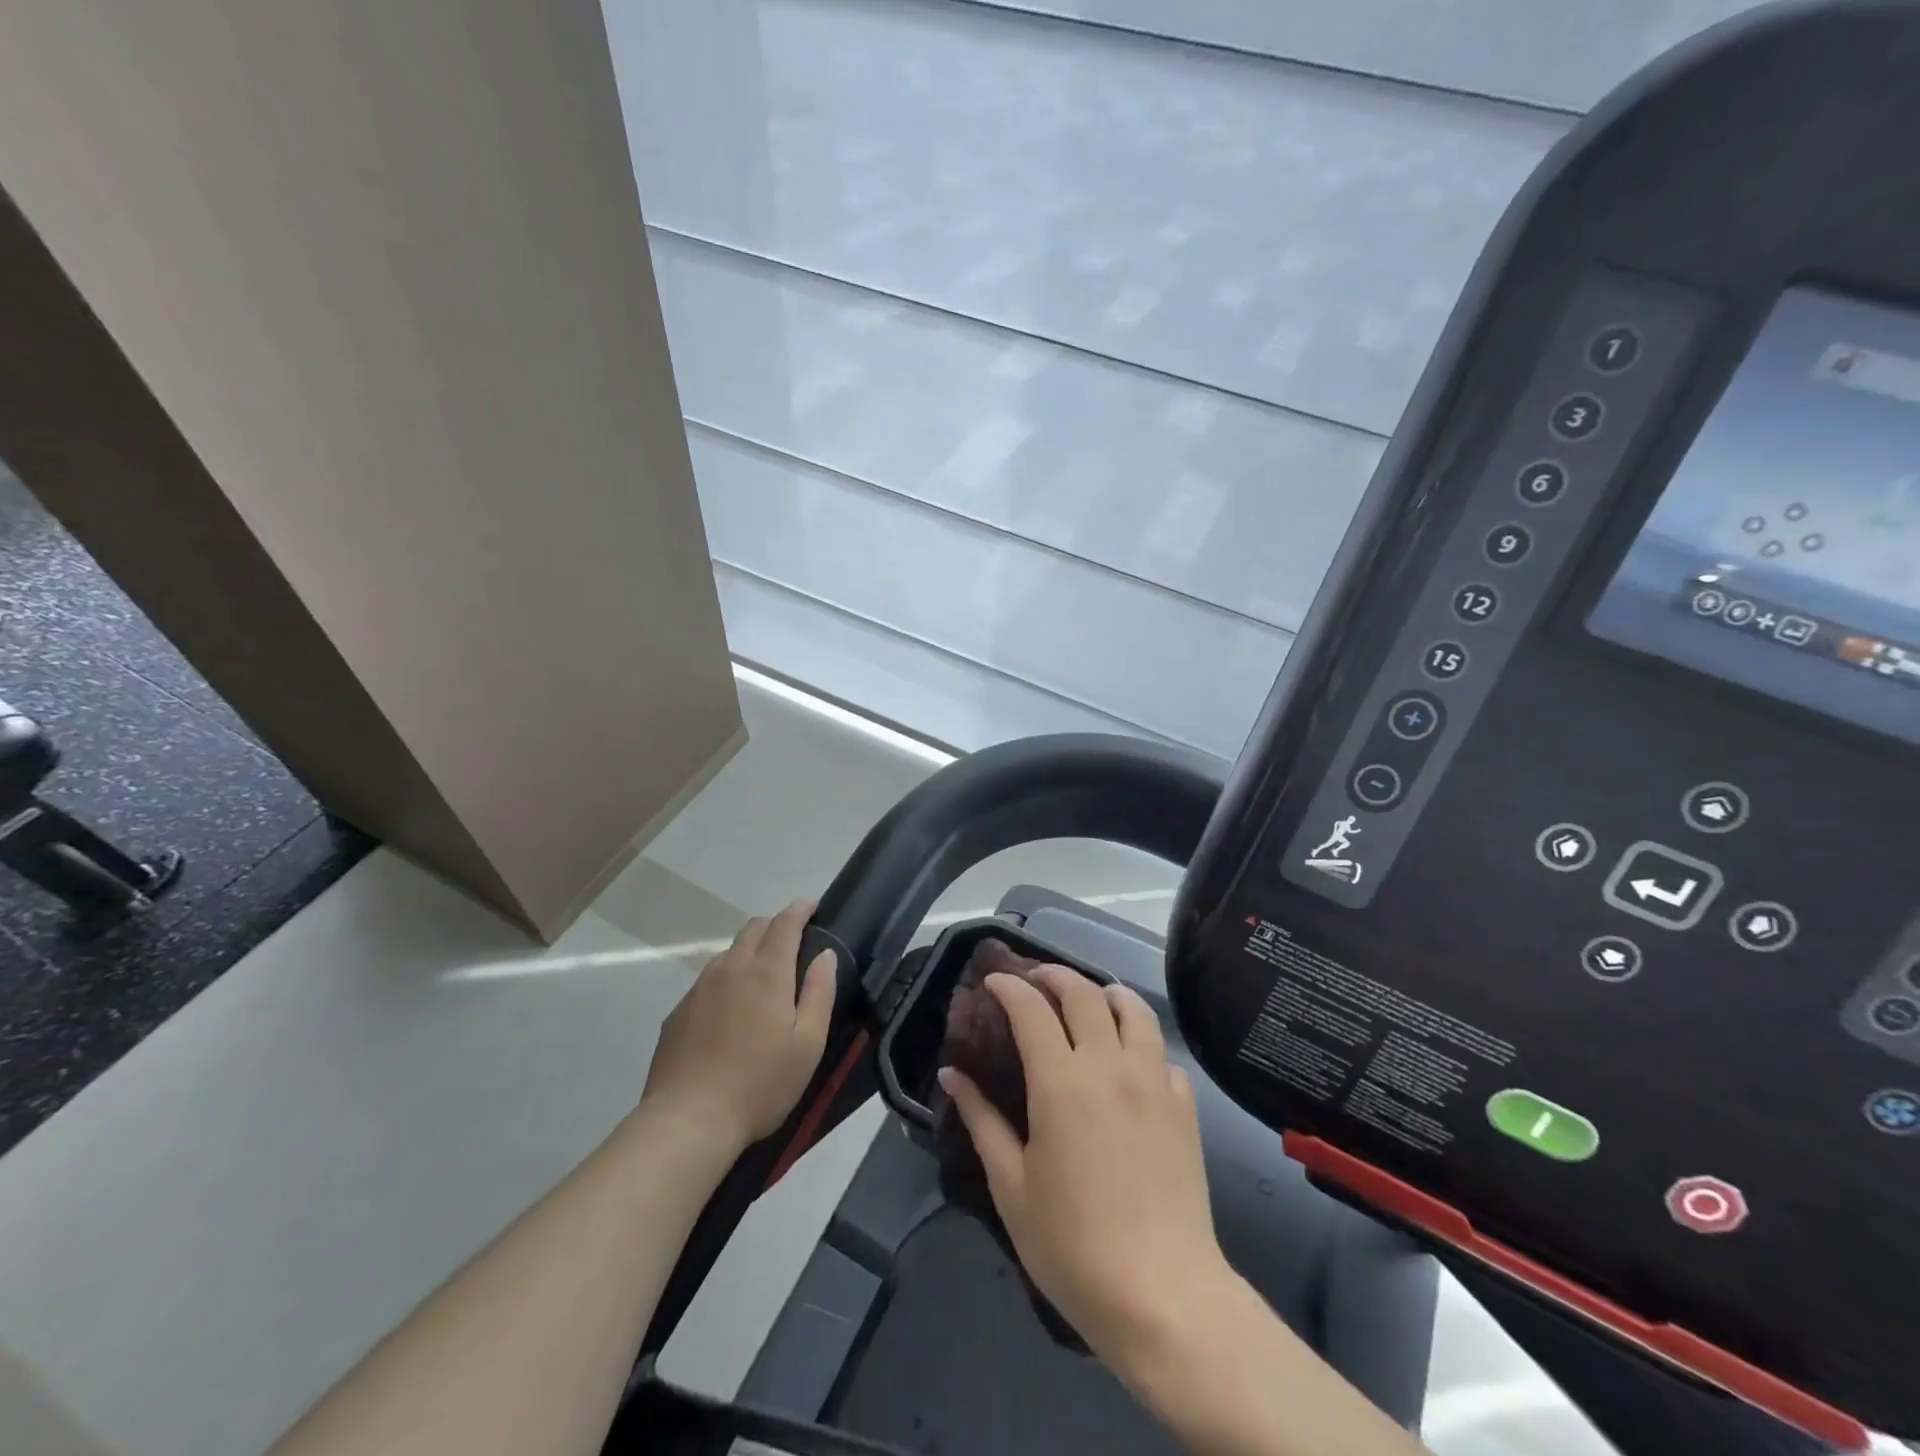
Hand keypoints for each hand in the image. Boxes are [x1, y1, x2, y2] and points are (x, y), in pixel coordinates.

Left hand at [641, 901, 835, 1151]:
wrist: (688, 1121)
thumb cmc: (760, 1083)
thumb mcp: (808, 1043)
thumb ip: (820, 992)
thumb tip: (826, 954)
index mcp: (766, 972)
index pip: (785, 923)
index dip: (800, 910)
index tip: (812, 906)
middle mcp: (730, 968)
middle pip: (753, 928)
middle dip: (775, 925)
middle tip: (793, 941)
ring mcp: (699, 988)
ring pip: (728, 952)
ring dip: (750, 951)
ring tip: (763, 976)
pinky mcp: (679, 1012)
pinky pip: (708, 980)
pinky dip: (727, 978)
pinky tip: (731, 1010)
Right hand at [938, 966, 1229, 1363]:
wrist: (1163, 1295)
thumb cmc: (1072, 1246)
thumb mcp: (1011, 1186)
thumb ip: (982, 1121)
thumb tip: (952, 1074)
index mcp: (1061, 1082)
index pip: (1031, 1009)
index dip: (1009, 986)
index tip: (993, 980)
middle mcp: (1109, 1065)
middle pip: (1084, 994)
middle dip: (1055, 976)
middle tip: (1036, 979)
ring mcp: (1153, 1082)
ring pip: (1134, 1010)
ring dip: (1106, 993)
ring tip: (1091, 1000)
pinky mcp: (1185, 1106)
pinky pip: (1162, 1053)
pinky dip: (1142, 1041)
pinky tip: (1132, 1061)